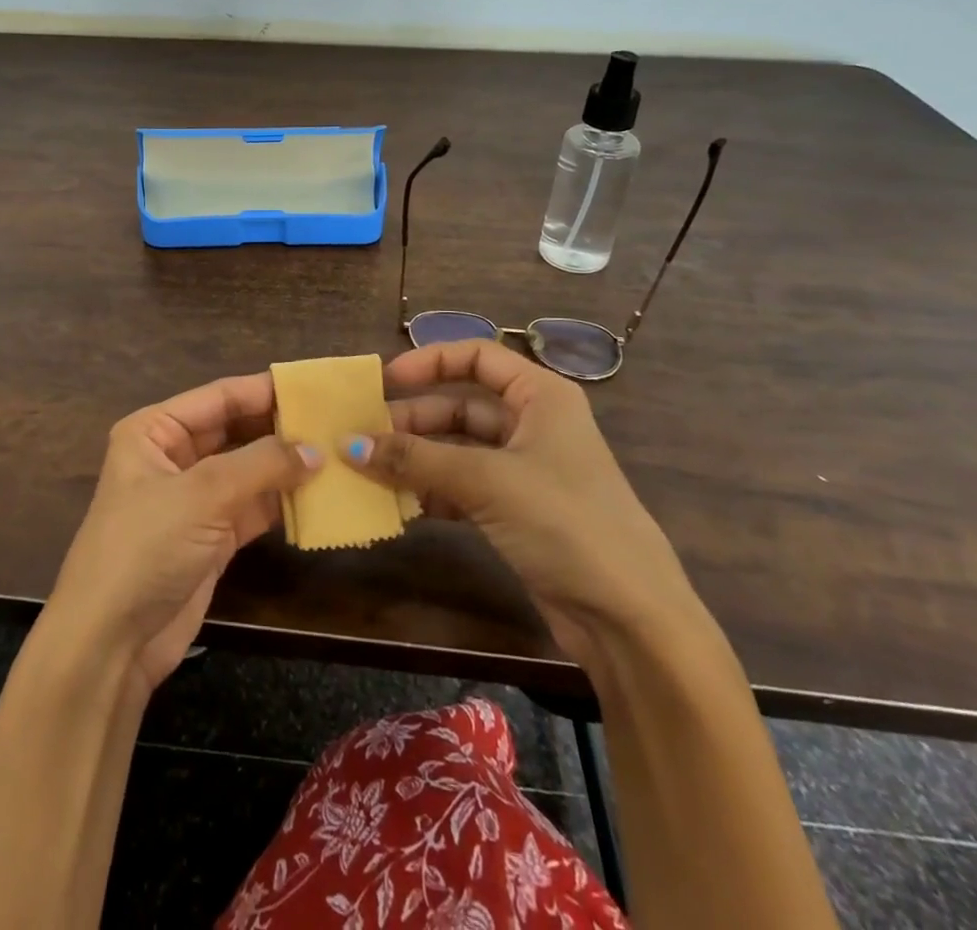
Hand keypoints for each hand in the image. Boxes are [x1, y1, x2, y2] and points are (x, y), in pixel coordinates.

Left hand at [45, 372, 319, 697]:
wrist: (110, 643)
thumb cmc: (145, 548)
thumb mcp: (202, 495)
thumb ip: (262, 464)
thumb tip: (316, 449)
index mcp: (155, 430)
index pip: (219, 397)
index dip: (265, 390)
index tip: (316, 387)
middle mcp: (173, 456)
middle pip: (235, 430)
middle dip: (279, 427)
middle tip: (334, 421)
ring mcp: (193, 499)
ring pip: (248, 469)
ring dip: (286, 465)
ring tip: (337, 453)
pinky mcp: (210, 537)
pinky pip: (253, 507)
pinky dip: (281, 501)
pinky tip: (319, 494)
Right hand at [349, 340, 704, 665]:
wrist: (629, 619)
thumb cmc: (564, 521)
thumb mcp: (486, 480)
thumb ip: (415, 458)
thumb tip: (347, 444)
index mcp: (540, 396)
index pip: (478, 356)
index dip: (430, 361)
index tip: (386, 380)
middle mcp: (533, 424)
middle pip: (461, 406)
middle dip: (413, 420)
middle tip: (364, 437)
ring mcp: (524, 471)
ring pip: (457, 449)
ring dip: (416, 458)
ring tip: (369, 470)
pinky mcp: (516, 512)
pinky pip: (461, 488)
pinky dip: (431, 492)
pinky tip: (398, 504)